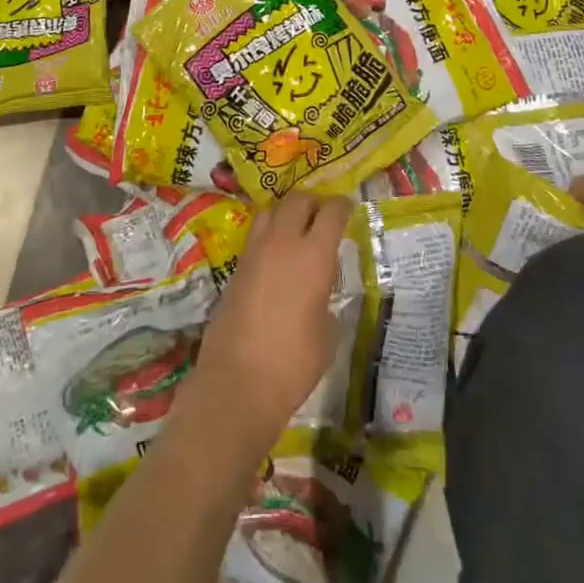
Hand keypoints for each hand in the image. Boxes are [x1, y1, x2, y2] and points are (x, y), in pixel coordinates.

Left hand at [187, 191, 353, 447]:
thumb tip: (320, 297)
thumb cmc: (293, 363)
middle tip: (322, 216)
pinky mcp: (235, 267)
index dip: (342, 206)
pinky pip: (255, 236)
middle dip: (312, 202)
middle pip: (297, 200)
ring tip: (296, 230)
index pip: (331, 213)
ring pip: (271, 211)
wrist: (238, 382)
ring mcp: (254, 252)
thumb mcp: (326, 335)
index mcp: (313, 255)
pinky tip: (276, 256)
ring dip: (286, 213)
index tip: (347, 208)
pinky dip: (269, 235)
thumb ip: (326, 303)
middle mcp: (283, 243)